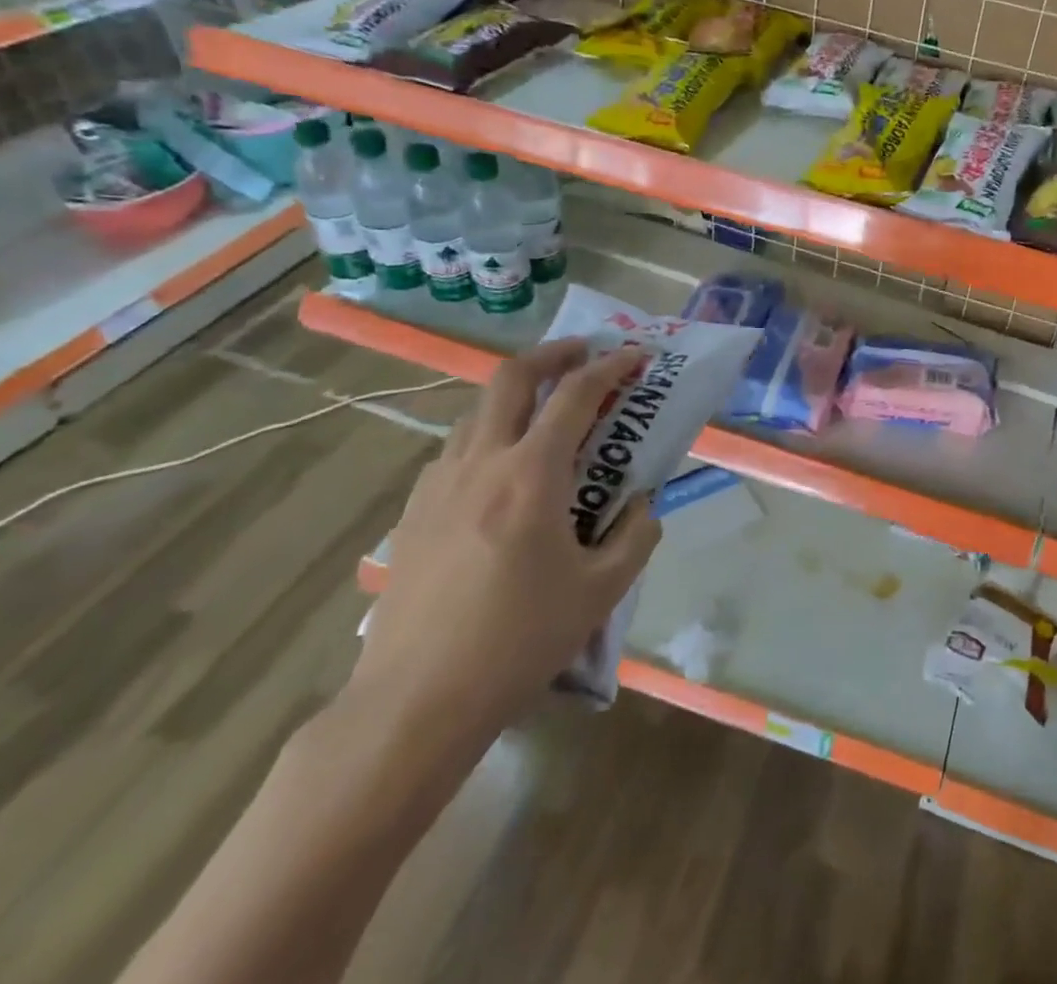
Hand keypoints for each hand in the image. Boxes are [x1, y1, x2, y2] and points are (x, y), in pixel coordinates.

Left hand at [349, 341, 661, 757]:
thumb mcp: (601, 592)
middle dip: (553, 354)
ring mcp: (439, 485)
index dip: (610, 367)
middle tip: (583, 353)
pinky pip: (455, 452)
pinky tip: (501, 475)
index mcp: (531, 475)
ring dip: (516, 395)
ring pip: (477, 412)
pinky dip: (487, 437)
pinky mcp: (413, 513)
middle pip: (511, 378)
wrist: (415, 702)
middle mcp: (481, 463)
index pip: (575, 395)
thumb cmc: (518, 641)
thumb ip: (635, 537)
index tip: (635, 355)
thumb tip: (643, 506)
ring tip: (545, 413)